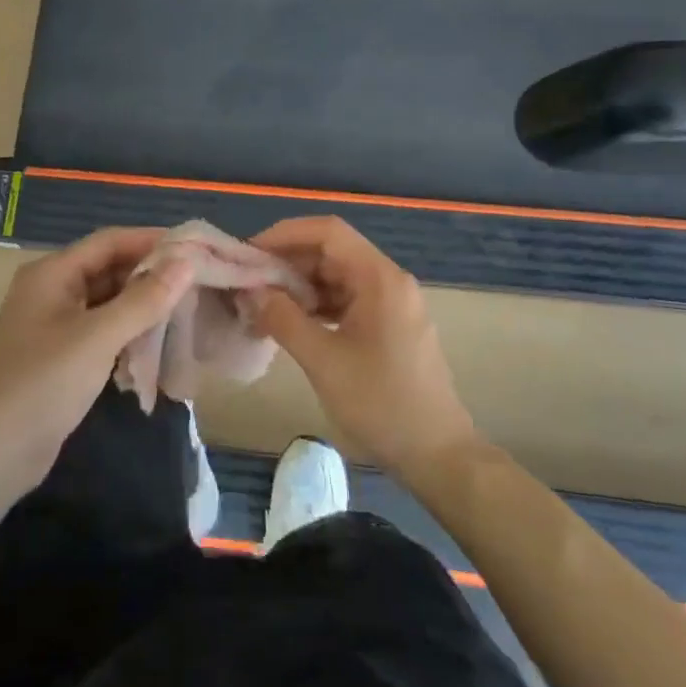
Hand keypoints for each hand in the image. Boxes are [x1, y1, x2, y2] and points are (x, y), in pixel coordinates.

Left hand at [0, 227, 194, 495]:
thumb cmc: (44, 384)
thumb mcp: (98, 337)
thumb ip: (144, 299)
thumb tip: (186, 261)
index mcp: (52, 273)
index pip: (109, 241)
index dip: (151, 240)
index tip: (195, 246)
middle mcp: (52, 289)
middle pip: (109, 268)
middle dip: (151, 272)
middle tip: (199, 278)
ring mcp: (56, 323)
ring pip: (108, 299)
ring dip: (143, 302)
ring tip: (187, 305)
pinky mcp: (63, 353)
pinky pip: (103, 327)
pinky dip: (130, 329)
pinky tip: (159, 338)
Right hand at [247, 216, 476, 481]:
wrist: (437, 454)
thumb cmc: (381, 403)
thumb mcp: (323, 360)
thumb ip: (282, 318)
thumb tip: (250, 291)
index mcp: (379, 278)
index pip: (327, 232)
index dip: (285, 235)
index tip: (249, 254)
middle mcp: (388, 281)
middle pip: (331, 252)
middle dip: (287, 263)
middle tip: (248, 284)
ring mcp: (391, 304)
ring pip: (337, 277)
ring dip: (299, 287)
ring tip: (262, 306)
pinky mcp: (388, 326)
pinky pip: (346, 300)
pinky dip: (316, 306)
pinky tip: (290, 324)